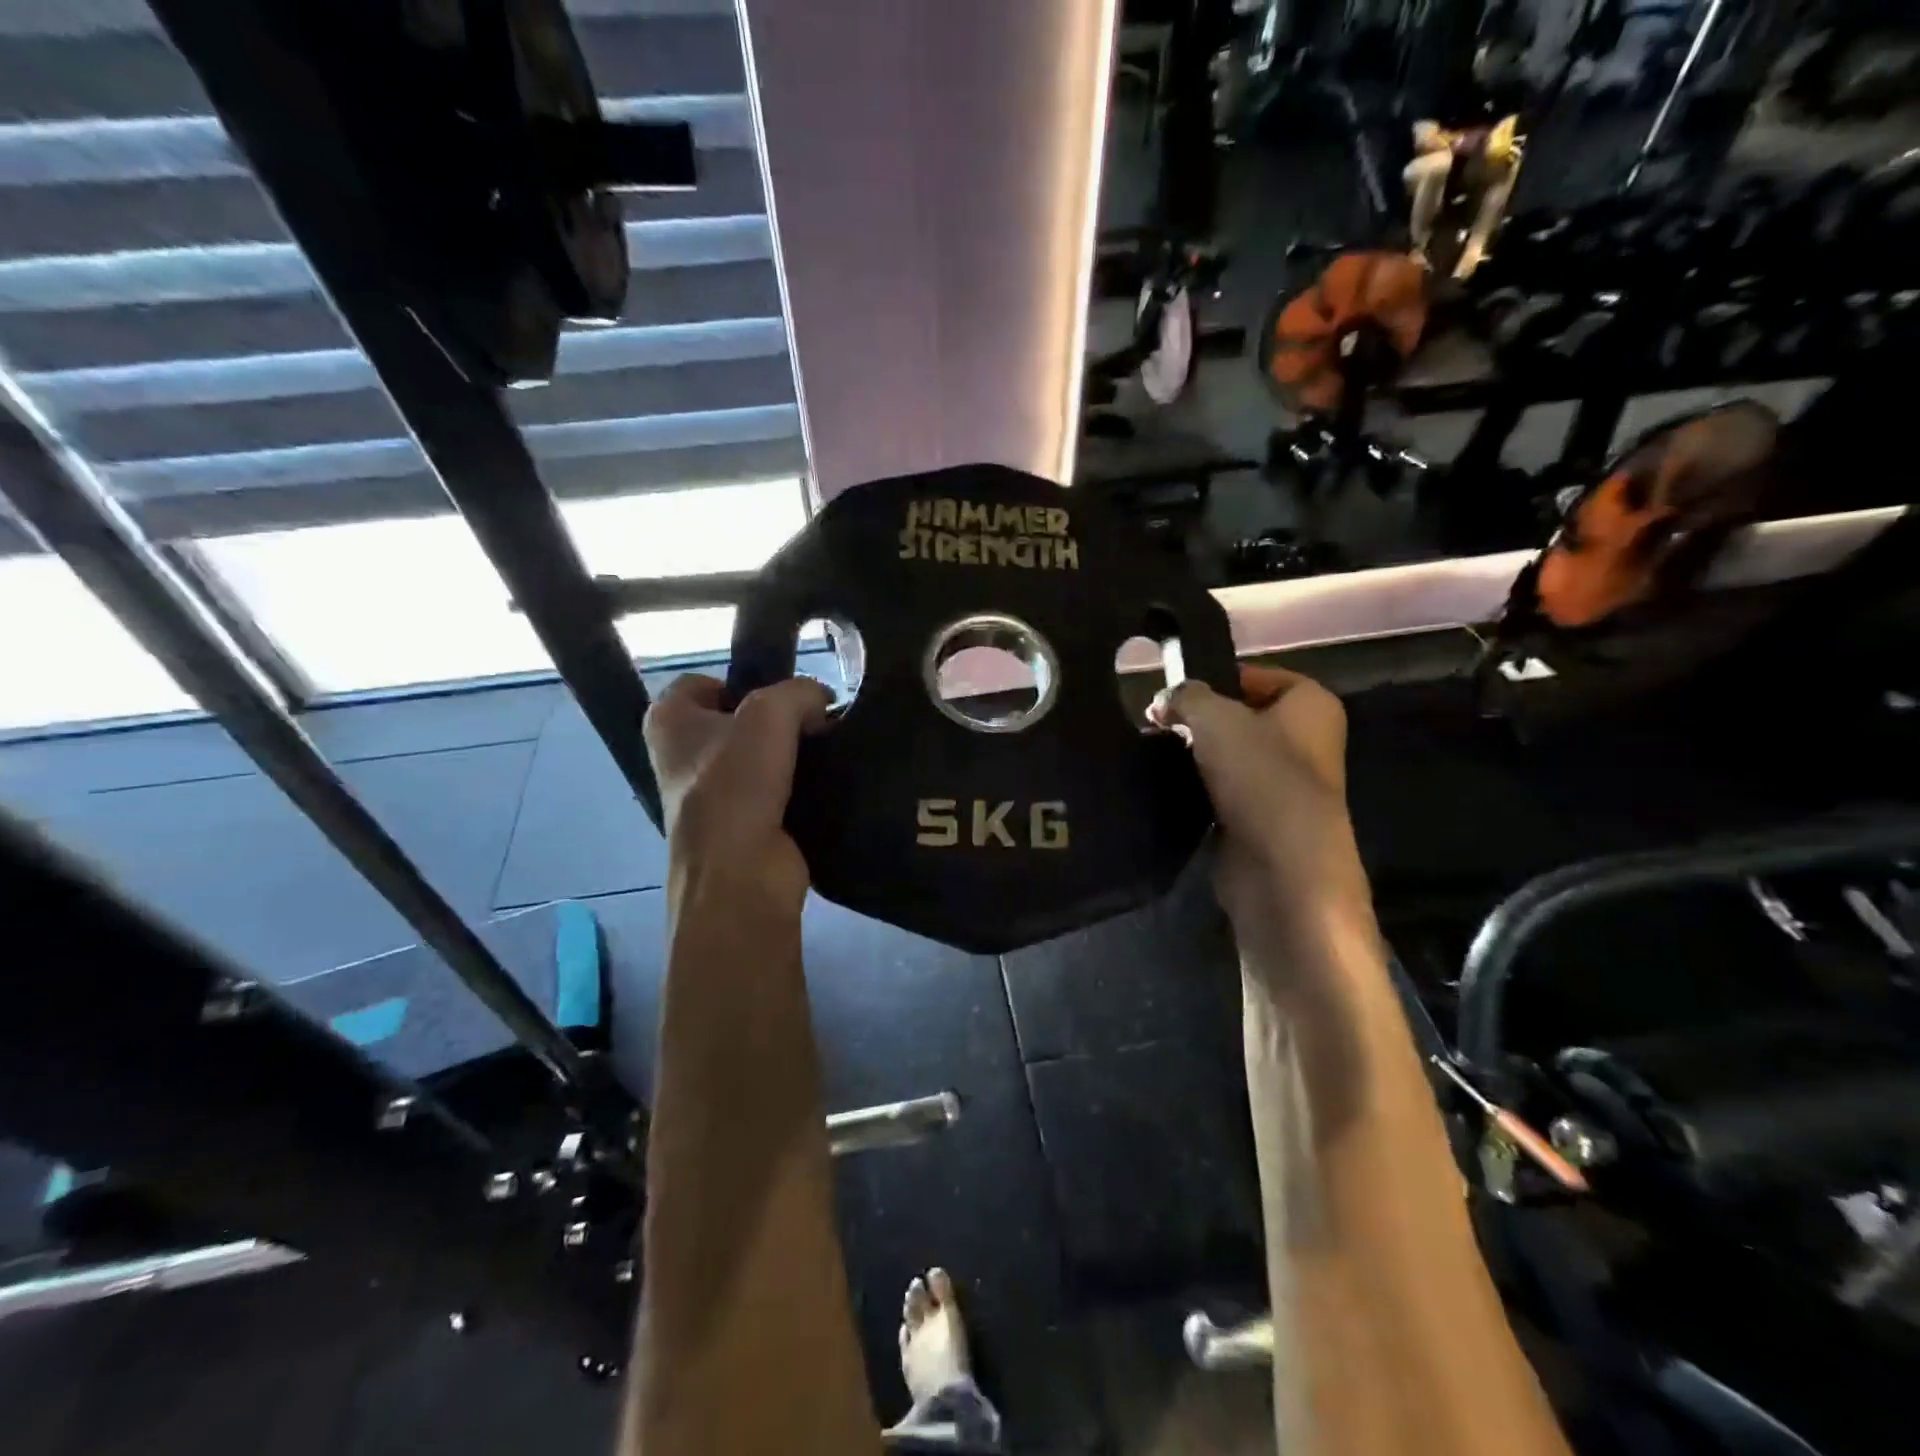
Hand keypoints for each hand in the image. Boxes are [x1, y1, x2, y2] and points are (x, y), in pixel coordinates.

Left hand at [642, 674, 831, 908]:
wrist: (741, 875)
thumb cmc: (737, 785)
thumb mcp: (770, 714)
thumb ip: (799, 691)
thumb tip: (821, 701)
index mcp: (668, 721)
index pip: (704, 681)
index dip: (744, 682)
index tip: (782, 696)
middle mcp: (682, 755)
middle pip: (739, 719)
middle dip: (778, 718)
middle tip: (814, 723)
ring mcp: (712, 794)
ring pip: (762, 754)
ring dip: (793, 752)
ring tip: (826, 751)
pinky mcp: (743, 822)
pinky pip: (777, 788)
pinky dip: (801, 785)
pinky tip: (825, 782)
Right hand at [1148, 665, 1367, 936]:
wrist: (1281, 864)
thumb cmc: (1259, 774)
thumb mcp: (1214, 718)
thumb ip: (1186, 697)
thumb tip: (1165, 700)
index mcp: (1311, 704)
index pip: (1257, 676)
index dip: (1215, 679)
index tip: (1174, 692)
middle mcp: (1307, 739)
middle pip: (1242, 716)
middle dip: (1199, 719)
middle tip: (1157, 723)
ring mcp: (1286, 782)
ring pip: (1231, 755)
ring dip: (1197, 755)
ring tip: (1157, 752)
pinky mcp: (1264, 817)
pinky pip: (1225, 790)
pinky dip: (1201, 788)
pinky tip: (1170, 786)